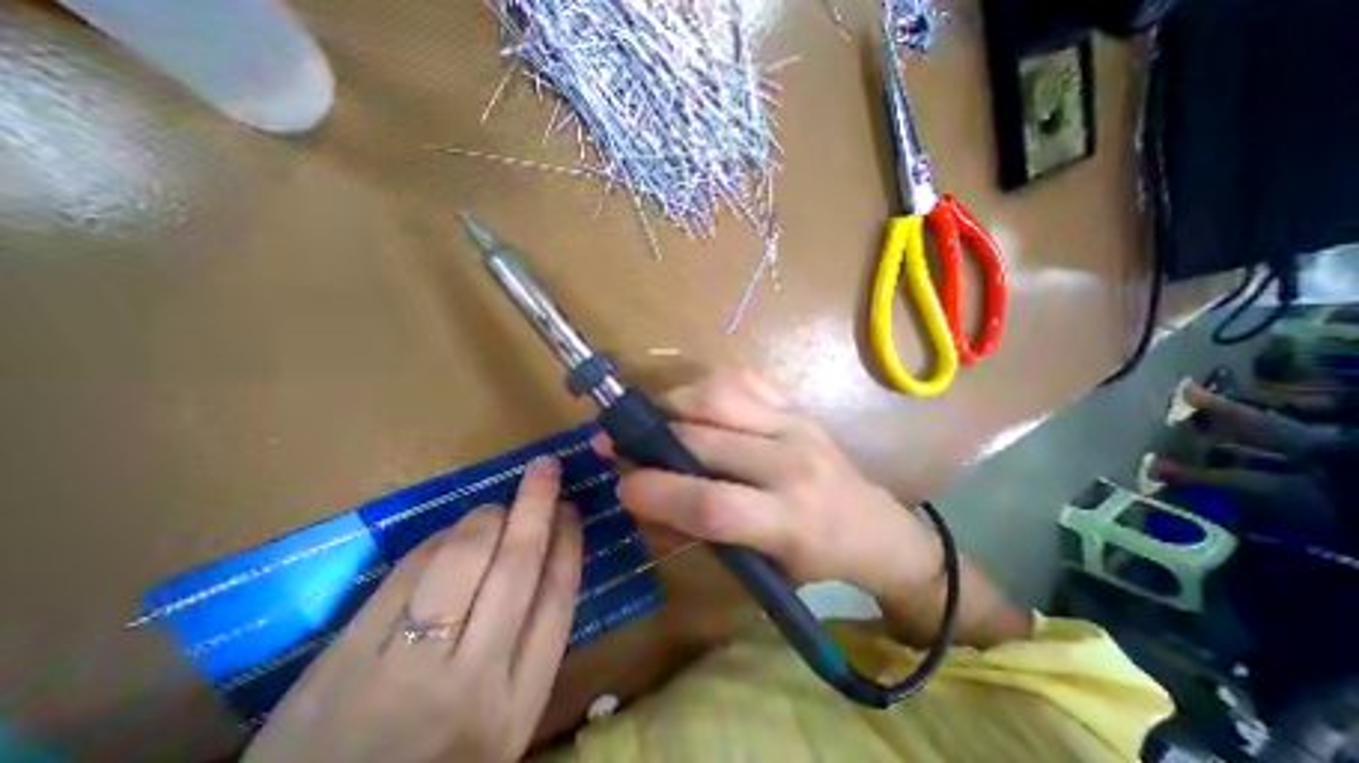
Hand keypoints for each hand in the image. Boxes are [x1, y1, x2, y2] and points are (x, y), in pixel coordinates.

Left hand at [242, 455, 577, 762]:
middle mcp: (471, 683)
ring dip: (486, 518)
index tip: (571, 509)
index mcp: (517, 704)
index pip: (557, 599)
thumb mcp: (501, 724)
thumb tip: (546, 558)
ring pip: (461, 561)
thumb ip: (527, 648)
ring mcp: (404, 672)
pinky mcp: (342, 664)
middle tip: (547, 468)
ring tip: (497, 507)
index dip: (568, 543)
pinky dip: (435, 542)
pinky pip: (406, 575)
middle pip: (516, 568)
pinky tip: (448, 535)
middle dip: (536, 506)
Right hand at [604, 372, 947, 603]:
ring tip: (655, 418)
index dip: (657, 493)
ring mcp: (796, 424)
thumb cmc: (815, 562)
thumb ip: (697, 534)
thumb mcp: (758, 569)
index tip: (622, 487)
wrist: (874, 527)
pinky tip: (695, 404)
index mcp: (789, 522)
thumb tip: (643, 500)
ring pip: (719, 397)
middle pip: (706, 440)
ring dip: (674, 404)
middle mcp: (792, 463)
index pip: (712, 504)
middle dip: (650, 441)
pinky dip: (707, 386)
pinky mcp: (797, 405)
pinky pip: (742, 379)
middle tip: (619, 442)